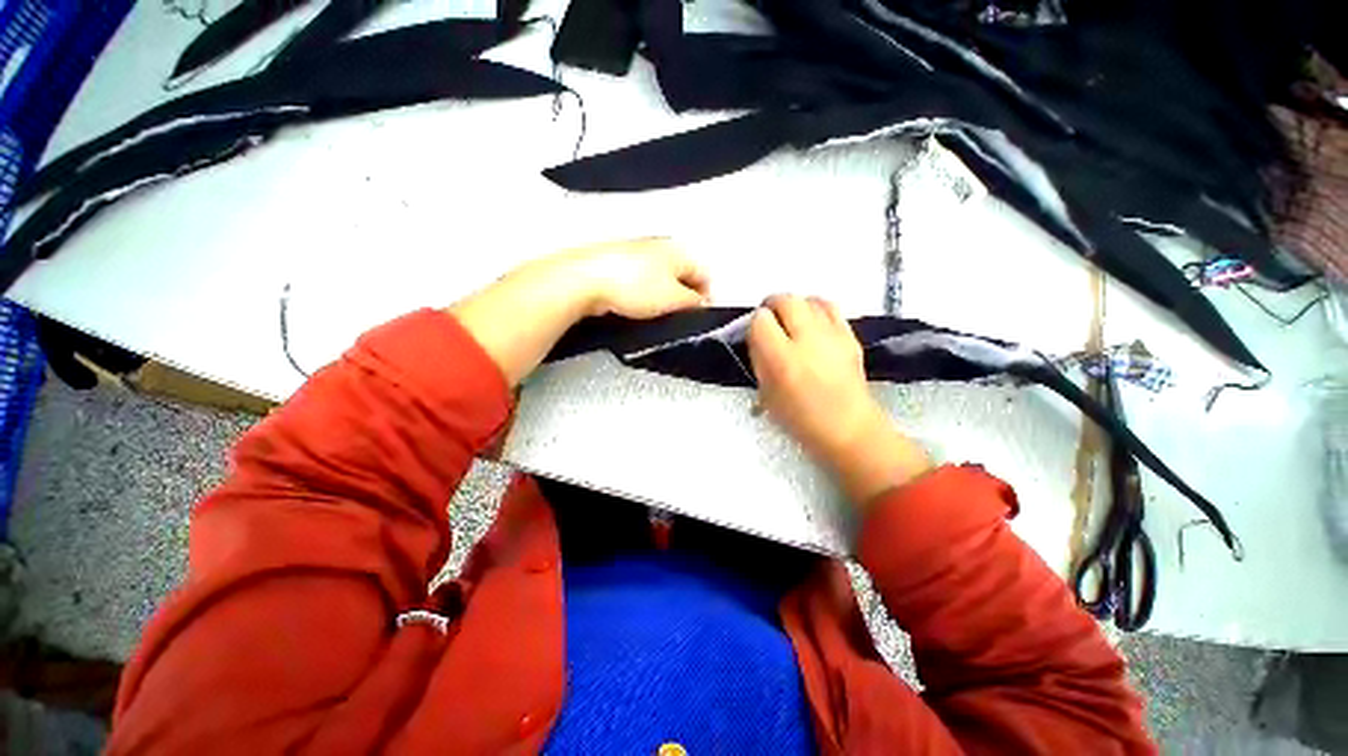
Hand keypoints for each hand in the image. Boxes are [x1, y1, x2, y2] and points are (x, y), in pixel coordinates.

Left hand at [449, 239, 709, 386]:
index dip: (708, 297)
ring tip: (659, 315)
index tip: (701, 318)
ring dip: (665, 296)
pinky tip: (637, 306)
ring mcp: (636, 252)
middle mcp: (659, 246)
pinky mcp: (617, 262)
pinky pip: (641, 279)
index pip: (705, 273)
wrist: (584, 280)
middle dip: (686, 296)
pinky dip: (645, 293)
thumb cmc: (636, 288)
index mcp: (677, 251)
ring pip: (662, 277)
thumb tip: (701, 303)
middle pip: (683, 274)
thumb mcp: (673, 299)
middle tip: (681, 318)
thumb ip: (693, 302)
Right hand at [748, 295, 930, 506]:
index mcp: (781, 359)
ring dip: (795, 306)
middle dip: (773, 306)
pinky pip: (830, 308)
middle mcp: (806, 339)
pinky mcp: (850, 336)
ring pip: (808, 299)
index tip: (755, 335)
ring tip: (792, 321)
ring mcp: (832, 335)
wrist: (848, 428)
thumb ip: (759, 360)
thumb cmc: (800, 419)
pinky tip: (813, 323)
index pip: (760, 320)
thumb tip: (758, 338)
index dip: (755, 323)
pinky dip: (817, 309)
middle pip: (786, 300)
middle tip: (770, 320)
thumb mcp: (766, 393)